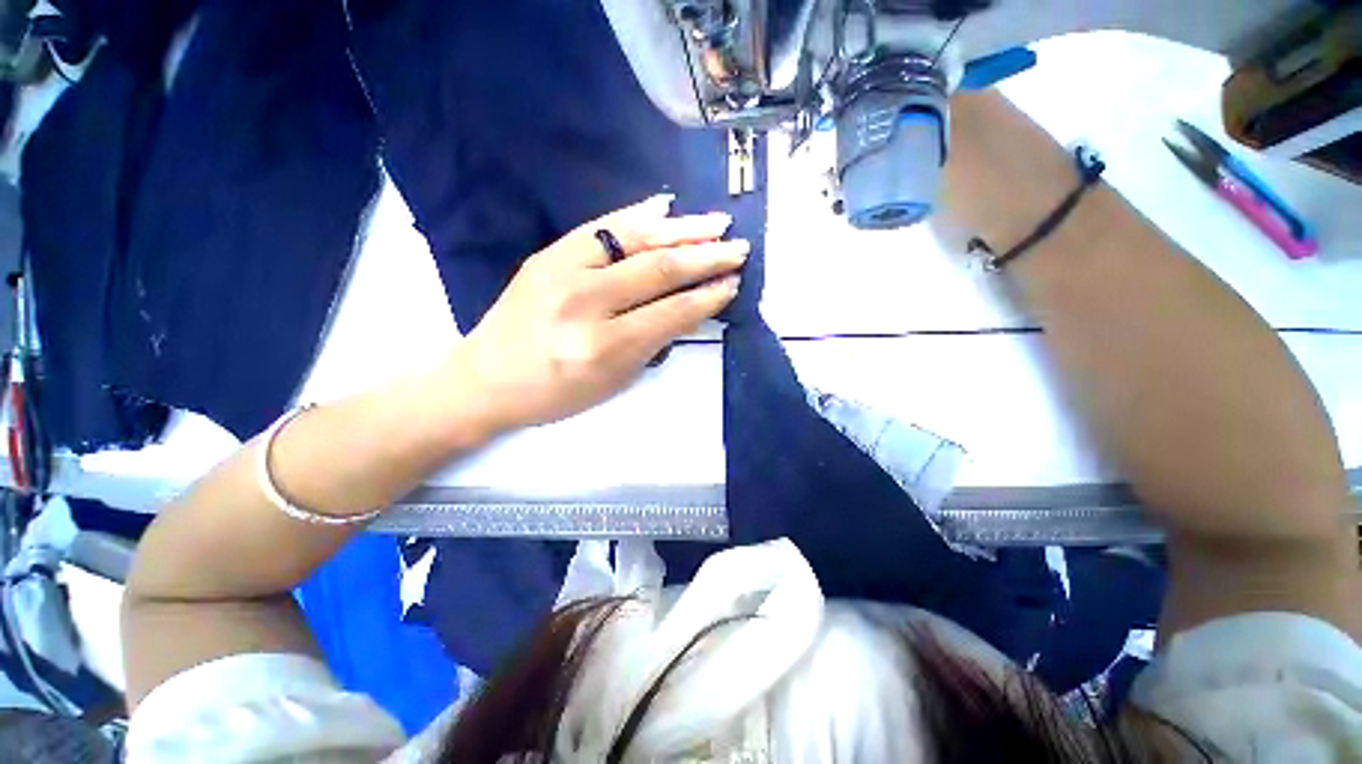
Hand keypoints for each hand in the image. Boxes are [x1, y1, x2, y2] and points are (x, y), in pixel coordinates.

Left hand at [451, 195, 747, 433]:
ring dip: (682, 230)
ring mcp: (562, 270)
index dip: (707, 298)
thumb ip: (654, 342)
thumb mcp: (614, 381)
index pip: (671, 313)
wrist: (486, 378)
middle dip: (705, 258)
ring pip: (634, 240)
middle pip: (658, 270)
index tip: (733, 285)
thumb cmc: (556, 393)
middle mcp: (585, 303)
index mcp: (603, 347)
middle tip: (737, 249)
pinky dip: (636, 215)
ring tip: (716, 223)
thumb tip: (692, 306)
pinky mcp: (548, 254)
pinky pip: (600, 227)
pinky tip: (666, 207)